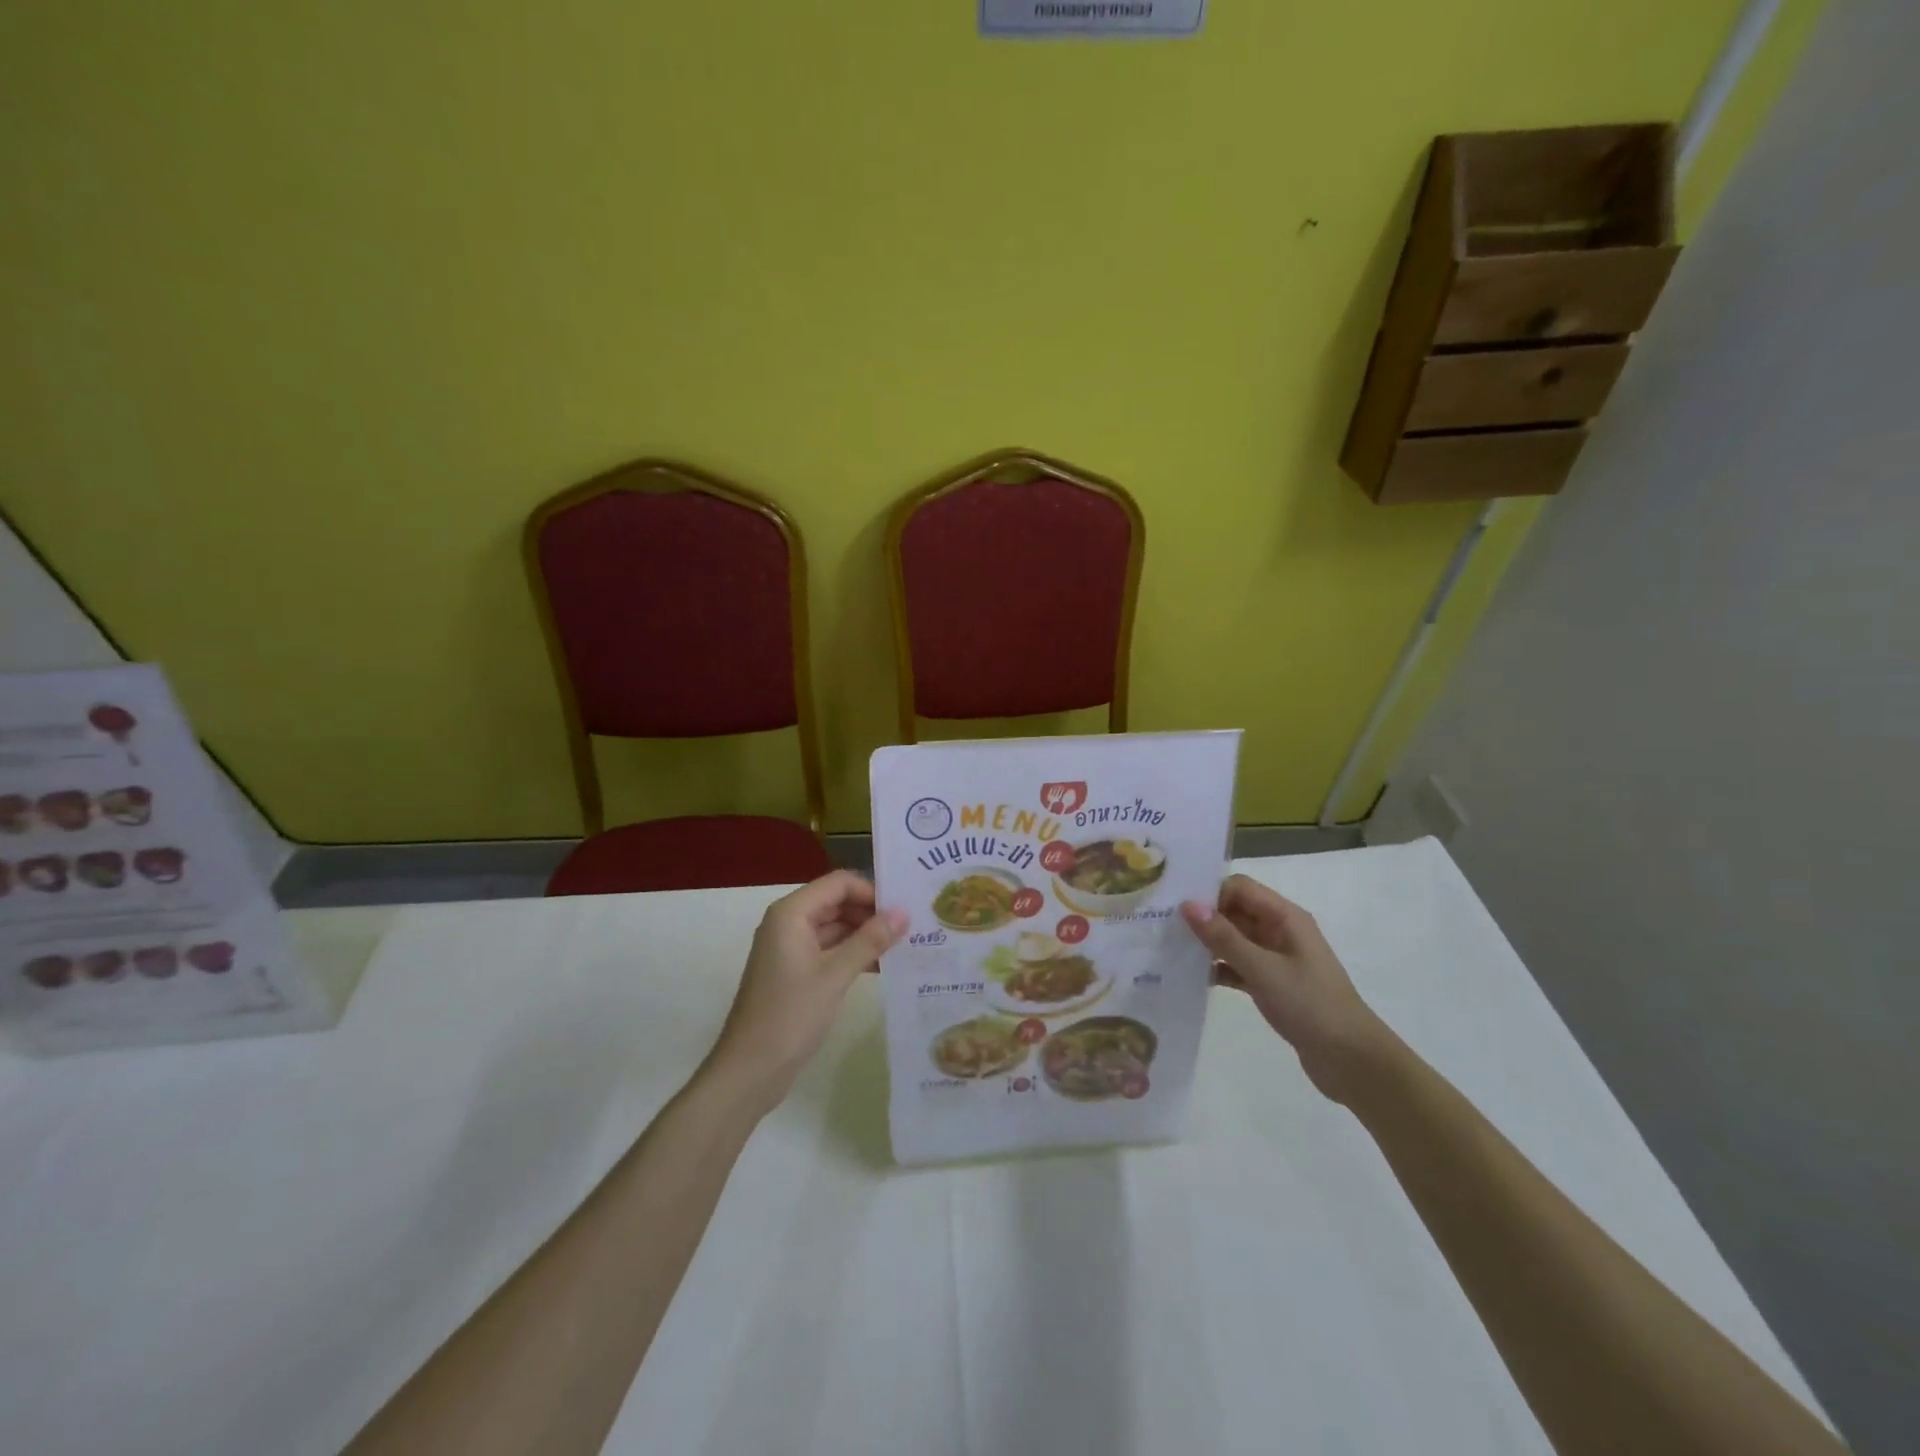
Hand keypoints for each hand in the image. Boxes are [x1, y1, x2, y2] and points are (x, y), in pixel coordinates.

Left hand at [706, 871, 907, 1111]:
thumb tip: (904, 912)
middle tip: (911, 927)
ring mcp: (790, 948)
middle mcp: (789, 923)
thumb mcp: (835, 975)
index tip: (904, 908)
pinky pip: (829, 950)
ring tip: (904, 946)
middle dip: (871, 912)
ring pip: (835, 927)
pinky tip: (883, 967)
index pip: (839, 883)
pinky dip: (853, 954)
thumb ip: (870, 940)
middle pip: (837, 902)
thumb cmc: (790, 1016)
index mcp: (792, 913)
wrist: (749, 1071)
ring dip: (865, 935)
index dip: (872, 891)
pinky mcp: (795, 972)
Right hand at [1181, 875, 1394, 1103]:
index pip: (1239, 888)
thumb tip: (1187, 904)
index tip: (1174, 906)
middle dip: (1202, 917)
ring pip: (1233, 939)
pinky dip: (1217, 968)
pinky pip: (1237, 966)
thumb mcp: (1263, 969)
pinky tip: (1190, 978)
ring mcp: (1276, 959)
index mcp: (1285, 918)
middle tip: (1162, 926)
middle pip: (1234, 911)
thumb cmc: (1311, 1005)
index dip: (1209, 893)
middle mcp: (1280, 931)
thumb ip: (1224, 937)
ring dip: (1207, 944)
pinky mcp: (1272, 984)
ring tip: (1168, 950)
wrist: (1352, 1061)